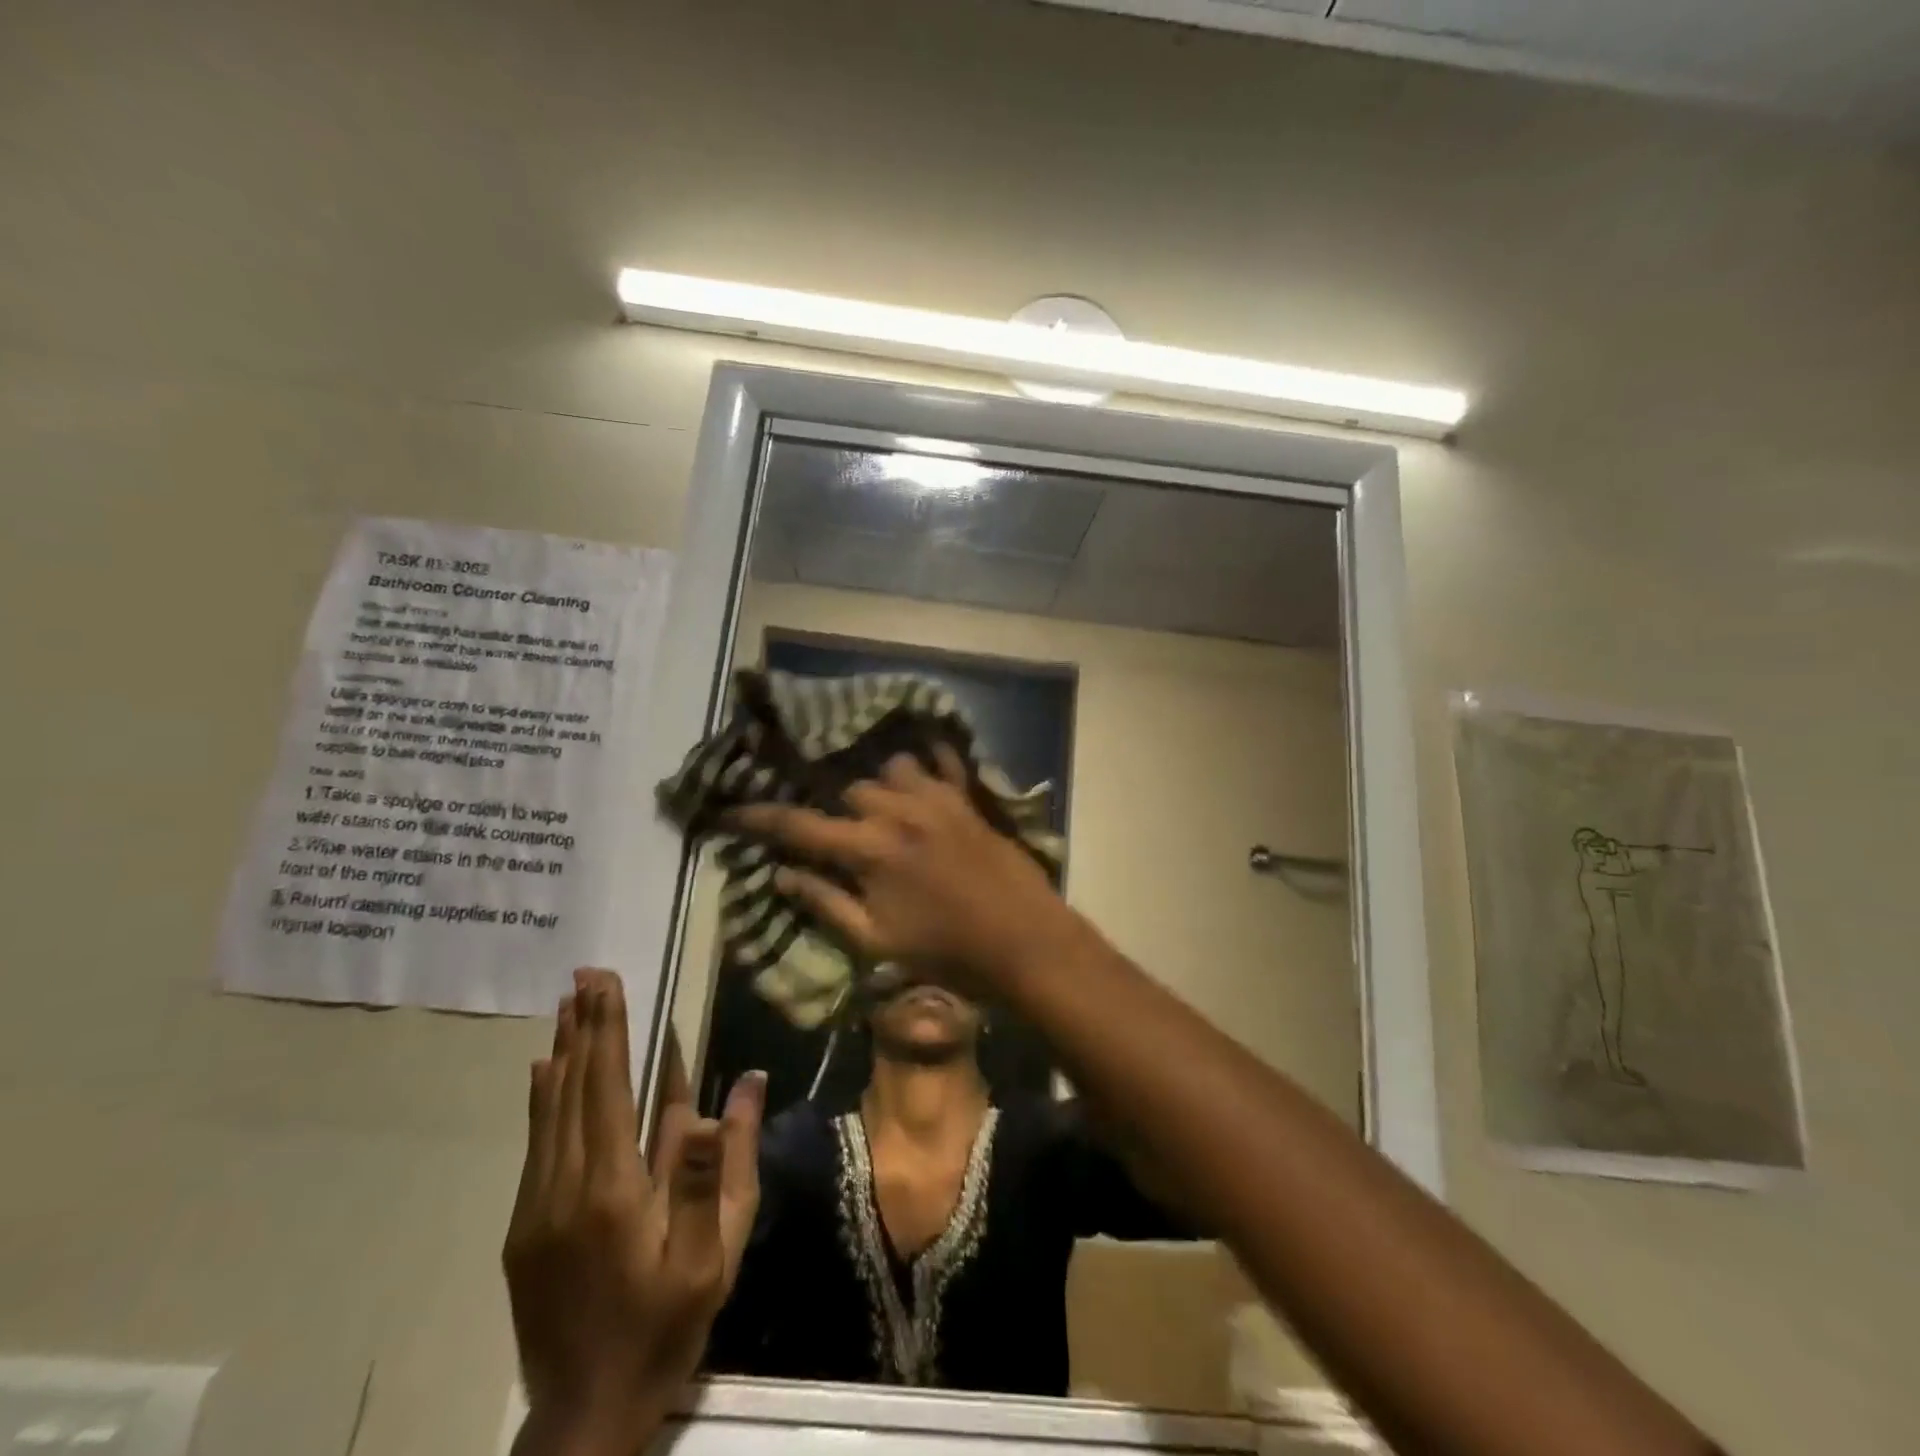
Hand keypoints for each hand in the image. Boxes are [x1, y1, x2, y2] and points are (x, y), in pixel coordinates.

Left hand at [503, 969, 764, 1455]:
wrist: (586, 1415)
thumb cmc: (666, 1324)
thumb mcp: (715, 1250)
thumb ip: (722, 1163)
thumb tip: (743, 1082)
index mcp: (614, 1190)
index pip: (610, 1088)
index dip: (609, 1031)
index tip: (606, 984)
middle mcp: (564, 1188)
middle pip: (574, 1090)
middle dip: (583, 1027)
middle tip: (585, 975)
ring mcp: (535, 1210)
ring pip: (549, 1113)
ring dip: (562, 1054)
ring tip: (566, 1007)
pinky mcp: (522, 1230)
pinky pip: (535, 1145)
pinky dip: (542, 1100)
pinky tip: (544, 1073)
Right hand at [729, 746, 1082, 994]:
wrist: (1022, 941)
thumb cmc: (946, 952)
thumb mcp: (875, 941)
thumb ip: (825, 903)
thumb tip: (781, 873)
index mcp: (868, 850)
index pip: (799, 826)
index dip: (758, 818)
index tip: (728, 811)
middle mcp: (896, 811)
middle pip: (847, 792)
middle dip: (836, 812)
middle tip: (840, 834)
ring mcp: (936, 797)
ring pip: (890, 771)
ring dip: (879, 788)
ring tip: (885, 812)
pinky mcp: (966, 797)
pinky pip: (939, 761)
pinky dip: (925, 762)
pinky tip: (922, 771)